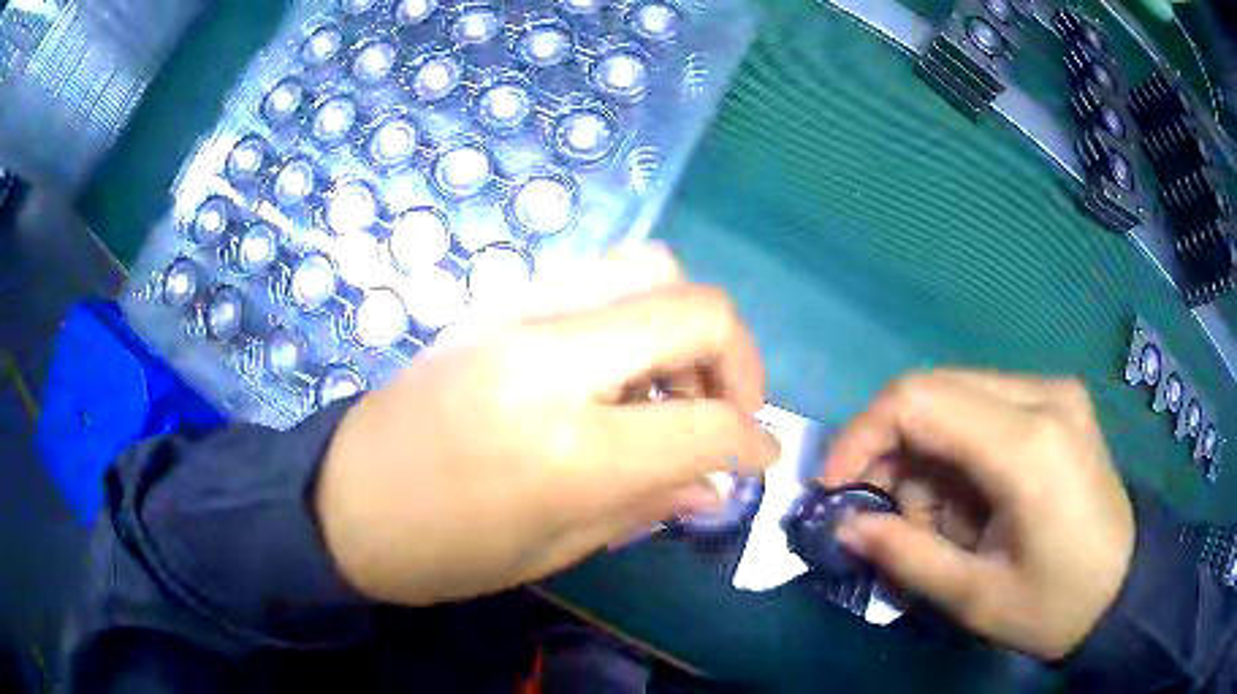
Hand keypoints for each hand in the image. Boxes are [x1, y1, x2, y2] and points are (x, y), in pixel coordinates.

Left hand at [316, 246, 779, 605]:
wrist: (345, 497)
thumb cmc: (444, 549)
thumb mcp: (555, 549)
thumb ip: (650, 503)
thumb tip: (719, 480)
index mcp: (567, 445)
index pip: (707, 424)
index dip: (752, 442)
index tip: (762, 458)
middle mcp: (551, 356)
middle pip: (697, 309)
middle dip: (740, 363)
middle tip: (726, 414)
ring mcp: (520, 311)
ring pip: (653, 267)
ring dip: (688, 327)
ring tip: (672, 389)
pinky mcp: (499, 298)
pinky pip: (601, 277)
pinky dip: (637, 314)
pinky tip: (618, 370)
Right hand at [822, 370, 1134, 659]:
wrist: (1124, 586)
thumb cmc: (1056, 604)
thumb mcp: (976, 598)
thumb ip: (906, 556)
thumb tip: (844, 526)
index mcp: (1029, 444)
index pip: (919, 400)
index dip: (861, 436)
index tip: (833, 487)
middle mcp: (1042, 395)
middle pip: (932, 389)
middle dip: (890, 450)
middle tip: (882, 514)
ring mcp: (1053, 391)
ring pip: (953, 396)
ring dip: (926, 456)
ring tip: (939, 522)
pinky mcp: (1056, 400)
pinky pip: (981, 406)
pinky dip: (956, 450)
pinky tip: (970, 499)